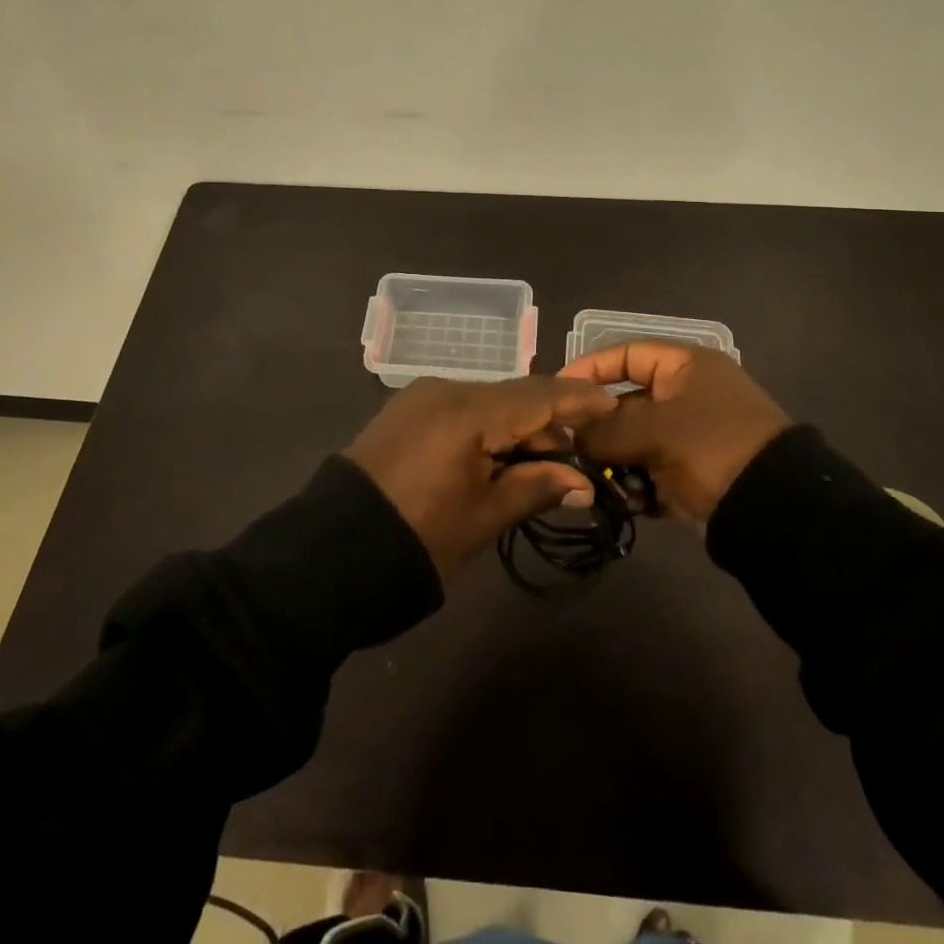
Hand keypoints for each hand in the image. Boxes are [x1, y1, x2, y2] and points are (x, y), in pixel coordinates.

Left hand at [344, 376, 617, 577]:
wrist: (331, 554)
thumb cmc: (419, 538)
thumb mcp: (483, 517)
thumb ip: (536, 488)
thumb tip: (582, 481)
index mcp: (466, 410)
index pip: (537, 395)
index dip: (577, 401)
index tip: (612, 406)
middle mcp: (444, 389)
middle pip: (512, 396)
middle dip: (547, 425)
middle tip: (576, 462)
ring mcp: (420, 397)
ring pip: (487, 402)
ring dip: (516, 428)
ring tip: (540, 467)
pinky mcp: (405, 412)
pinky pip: (460, 410)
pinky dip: (487, 429)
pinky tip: (499, 458)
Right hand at [559, 344, 790, 522]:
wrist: (774, 510)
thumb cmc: (713, 447)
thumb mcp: (655, 430)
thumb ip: (605, 429)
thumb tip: (570, 433)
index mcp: (685, 366)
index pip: (625, 355)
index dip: (589, 370)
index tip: (557, 393)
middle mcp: (686, 394)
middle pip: (625, 402)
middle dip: (597, 427)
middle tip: (567, 447)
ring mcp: (690, 435)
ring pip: (634, 441)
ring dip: (613, 461)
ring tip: (594, 481)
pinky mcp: (692, 472)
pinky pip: (650, 471)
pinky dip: (634, 485)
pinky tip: (622, 501)